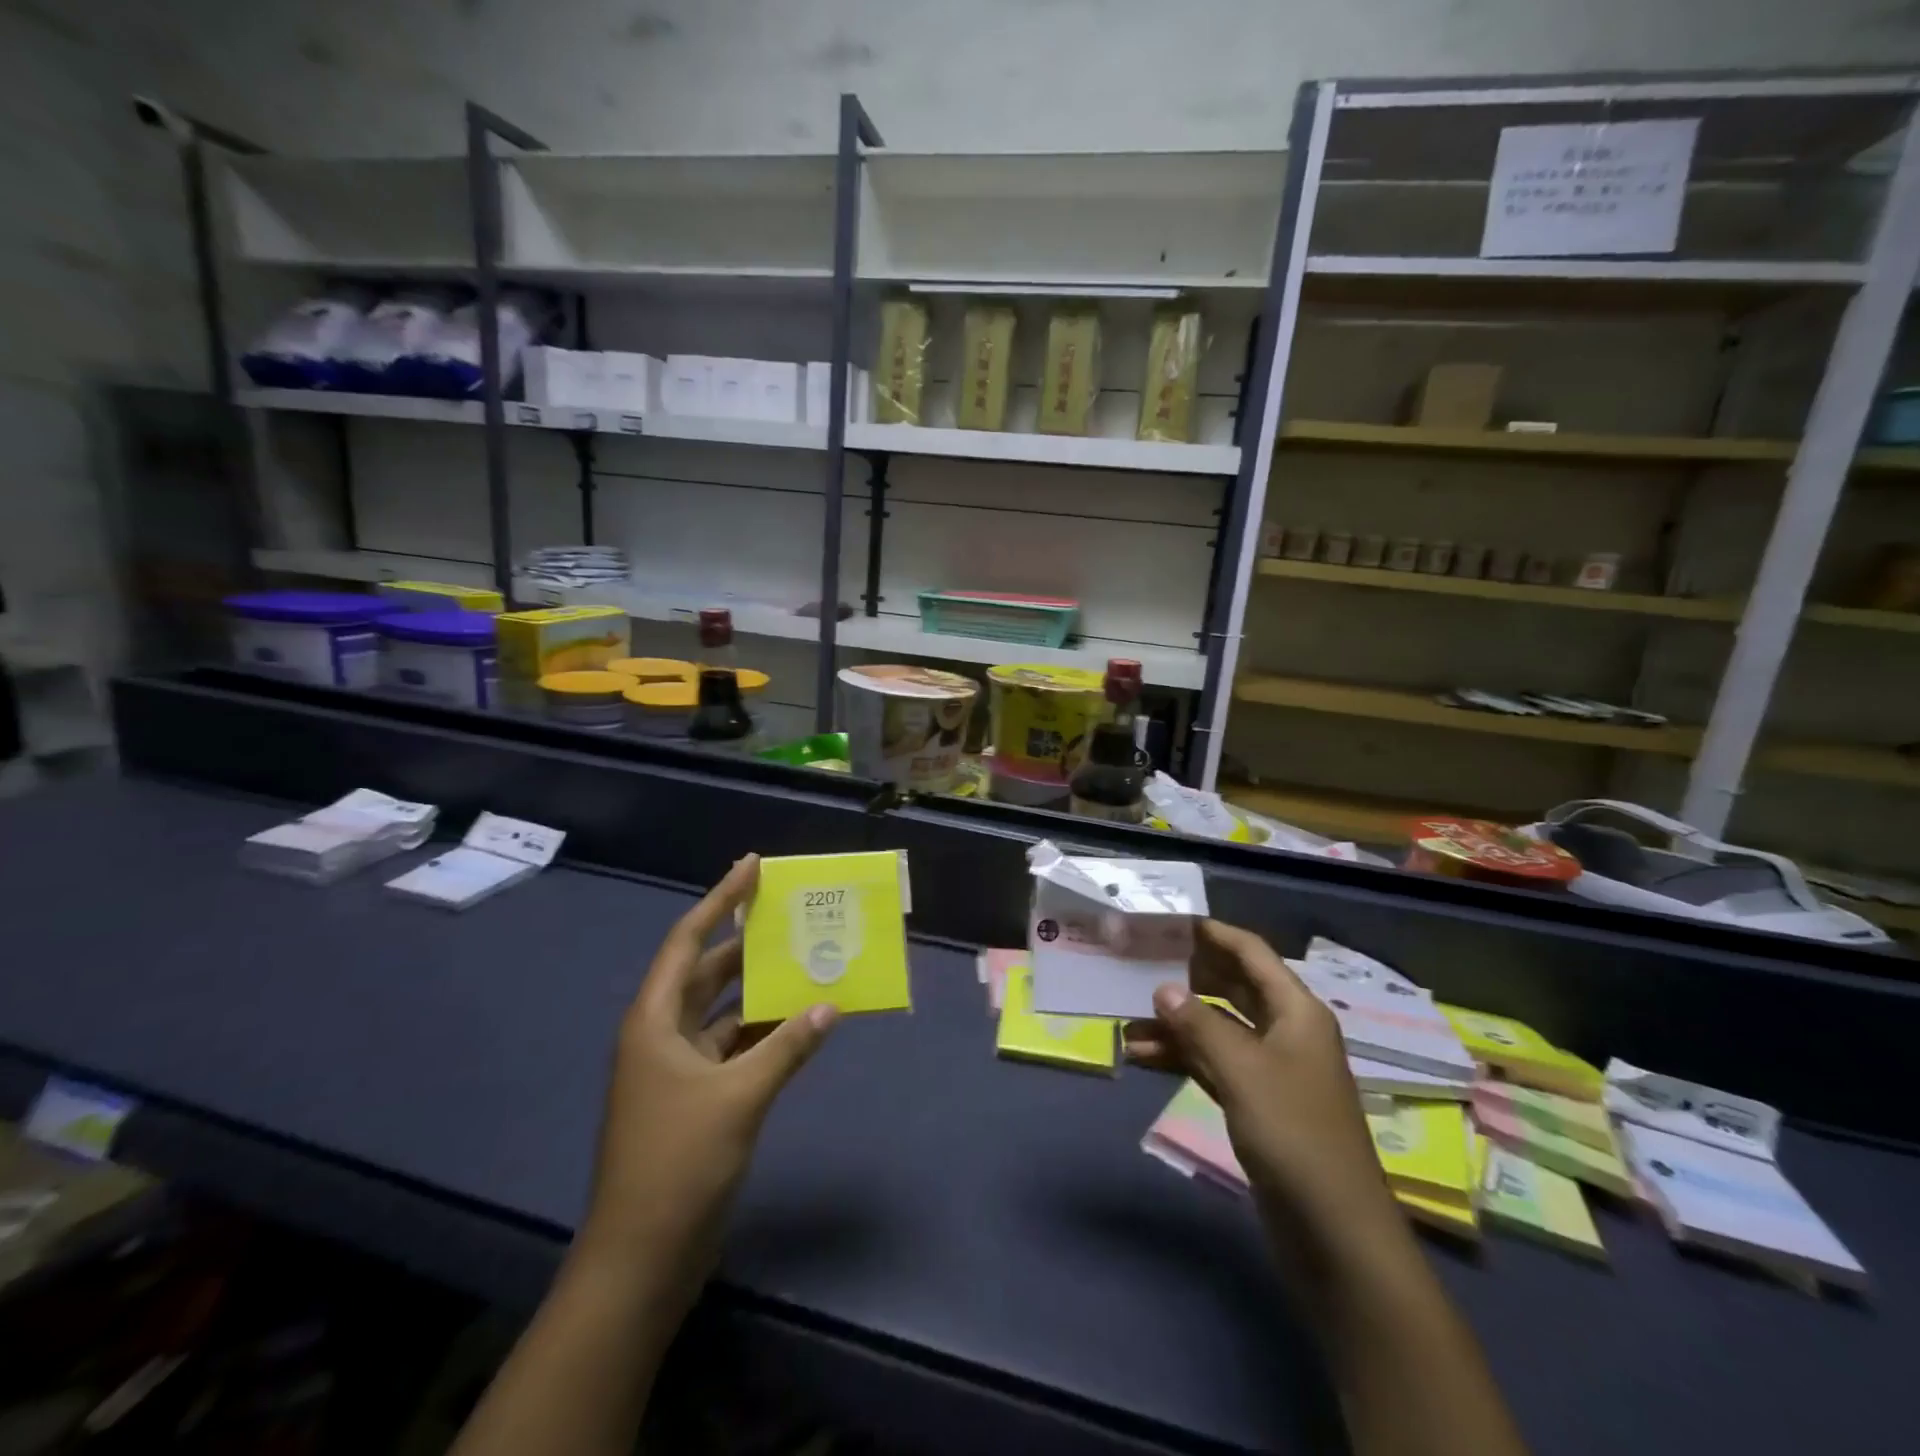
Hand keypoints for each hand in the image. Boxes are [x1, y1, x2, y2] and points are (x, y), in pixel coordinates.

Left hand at [582, 855, 837, 1267]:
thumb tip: (832, 1004)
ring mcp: (677, 1069)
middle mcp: (662, 1035)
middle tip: (790, 911)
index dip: (720, 900)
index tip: (752, 866)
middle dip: (746, 941)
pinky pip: (734, 1046)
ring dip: (760, 989)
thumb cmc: (678, 1164)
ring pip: (724, 1010)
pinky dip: (764, 1032)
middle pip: (707, 971)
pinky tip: (799, 1022)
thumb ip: (787, 1046)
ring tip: (804, 958)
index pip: (689, 940)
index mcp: (655, 1021)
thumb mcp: (739, 1097)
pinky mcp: (695, 1098)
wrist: (640, 1260)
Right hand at [1124, 921, 1399, 1247]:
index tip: (1171, 921)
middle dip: (1188, 977)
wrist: (1334, 1231)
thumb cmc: (1294, 1133)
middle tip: (1140, 963)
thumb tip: (1163, 988)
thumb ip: (1199, 1023)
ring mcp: (1271, 1069)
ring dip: (1176, 1024)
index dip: (1214, 934)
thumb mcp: (1242, 1069)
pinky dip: (1183, 1057)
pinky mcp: (1257, 1103)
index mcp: (1296, 1011)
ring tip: (1127, 1020)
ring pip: (1217, 1029)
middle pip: (1232, 988)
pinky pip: (1214, 1064)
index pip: (1252, 954)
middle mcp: (1285, 1031)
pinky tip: (1143, 1056)